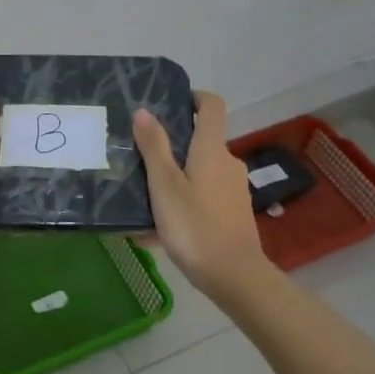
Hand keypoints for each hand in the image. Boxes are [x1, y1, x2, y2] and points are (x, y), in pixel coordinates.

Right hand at [132, 92, 269, 299]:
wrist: (234, 276)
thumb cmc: (195, 226)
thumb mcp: (164, 186)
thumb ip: (154, 147)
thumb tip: (144, 111)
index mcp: (212, 150)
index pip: (212, 106)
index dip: (193, 97)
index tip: (169, 104)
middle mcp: (228, 163)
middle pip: (201, 140)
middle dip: (172, 145)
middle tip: (140, 156)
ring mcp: (233, 189)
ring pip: (199, 171)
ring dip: (174, 178)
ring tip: (142, 197)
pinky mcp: (233, 212)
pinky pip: (203, 196)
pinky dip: (183, 202)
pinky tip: (156, 230)